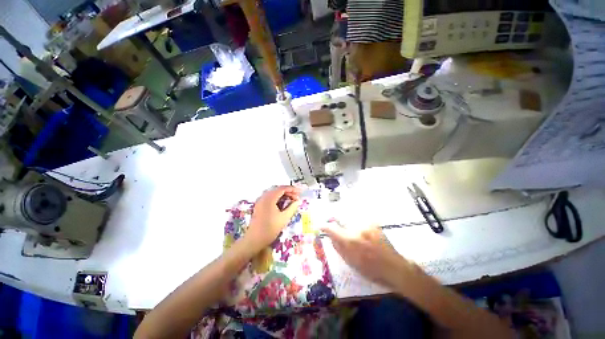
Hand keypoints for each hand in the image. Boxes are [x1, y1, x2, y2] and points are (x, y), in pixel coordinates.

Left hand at [245, 186, 301, 250]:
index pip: (282, 188)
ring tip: (292, 200)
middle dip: (288, 192)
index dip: (292, 189)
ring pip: (274, 193)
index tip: (300, 192)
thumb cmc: (270, 229)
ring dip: (283, 195)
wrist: (254, 239)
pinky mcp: (259, 205)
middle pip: (278, 190)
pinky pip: (270, 197)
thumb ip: (292, 207)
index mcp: (269, 198)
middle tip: (297, 197)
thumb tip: (298, 201)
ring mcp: (260, 201)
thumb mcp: (284, 218)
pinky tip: (283, 203)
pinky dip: (277, 198)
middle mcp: (264, 196)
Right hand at [321, 221, 414, 288]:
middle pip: (340, 218)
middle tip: (337, 228)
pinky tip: (361, 232)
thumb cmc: (371, 269)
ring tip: (353, 234)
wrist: (394, 267)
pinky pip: (359, 219)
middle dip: (336, 222)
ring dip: (347, 223)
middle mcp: (357, 228)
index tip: (320, 226)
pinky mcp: (373, 222)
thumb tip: (330, 235)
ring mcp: (366, 224)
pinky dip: (356, 223)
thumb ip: (337, 246)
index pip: (331, 228)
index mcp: (350, 241)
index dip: (324, 226)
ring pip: (349, 218)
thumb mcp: (350, 262)